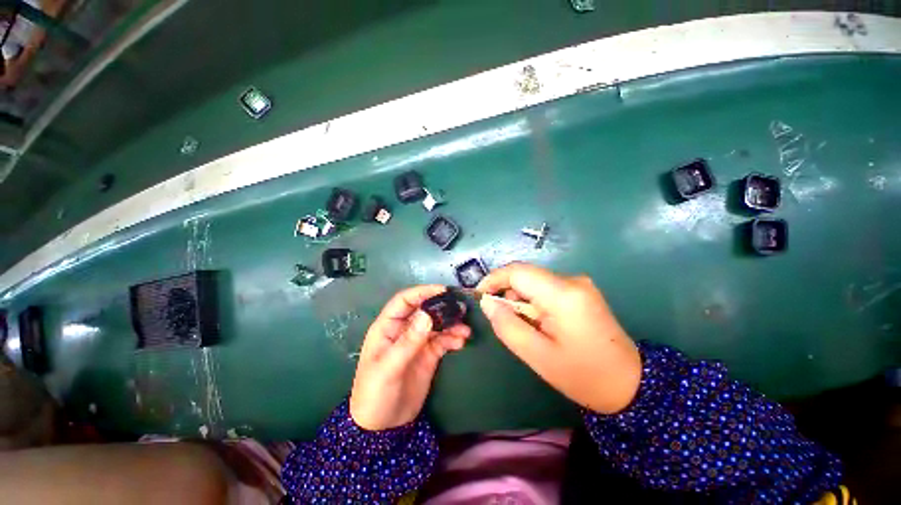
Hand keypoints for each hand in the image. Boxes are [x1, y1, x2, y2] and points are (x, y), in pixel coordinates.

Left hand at [350, 285, 470, 430]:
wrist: (383, 427)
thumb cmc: (375, 394)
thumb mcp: (389, 367)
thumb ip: (409, 341)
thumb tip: (428, 315)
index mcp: (388, 327)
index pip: (404, 301)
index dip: (422, 292)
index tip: (442, 290)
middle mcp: (404, 330)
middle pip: (425, 310)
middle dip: (442, 308)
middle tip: (461, 309)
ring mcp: (418, 342)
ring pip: (437, 324)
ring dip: (451, 324)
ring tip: (465, 329)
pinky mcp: (429, 354)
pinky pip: (443, 340)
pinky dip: (453, 338)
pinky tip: (462, 341)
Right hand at [477, 263, 641, 414]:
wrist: (629, 385)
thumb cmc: (583, 375)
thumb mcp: (538, 356)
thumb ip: (507, 326)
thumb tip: (487, 302)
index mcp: (563, 294)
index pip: (518, 272)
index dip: (494, 279)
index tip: (480, 296)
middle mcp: (572, 280)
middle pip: (526, 275)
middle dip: (508, 294)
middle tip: (504, 320)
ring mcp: (579, 284)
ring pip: (534, 282)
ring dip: (521, 300)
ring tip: (527, 327)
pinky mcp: (580, 291)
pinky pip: (545, 288)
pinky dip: (534, 302)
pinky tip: (540, 323)